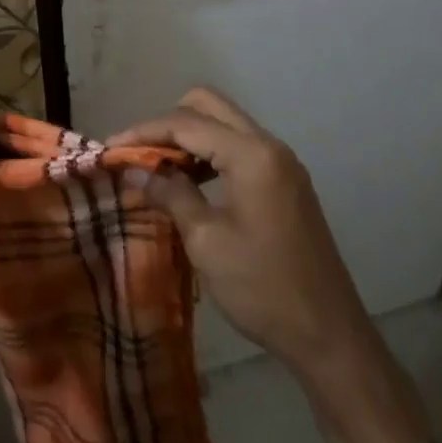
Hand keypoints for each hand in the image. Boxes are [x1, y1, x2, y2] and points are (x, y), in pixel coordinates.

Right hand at [109, 87, 370, 373]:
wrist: (331, 337)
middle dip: (168, 123)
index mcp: (251, 154)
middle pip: (208, 105)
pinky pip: (239, 146)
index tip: (111, 147)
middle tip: (140, 154)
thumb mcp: (207, 242)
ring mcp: (281, 161)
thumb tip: (133, 170)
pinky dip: (211, 153)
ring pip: (224, 123)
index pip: (186, 122)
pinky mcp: (285, 180)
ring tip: (159, 169)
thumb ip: (170, 194)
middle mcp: (268, 144)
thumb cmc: (263, 289)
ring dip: (189, 136)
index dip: (144, 131)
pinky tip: (192, 183)